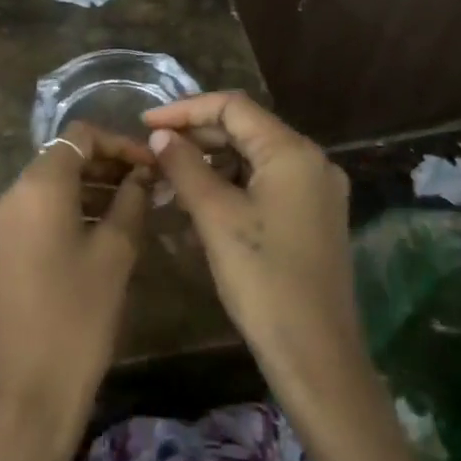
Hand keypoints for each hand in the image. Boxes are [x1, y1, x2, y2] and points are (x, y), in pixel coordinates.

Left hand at [0, 121, 152, 460]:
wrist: (28, 391)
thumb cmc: (79, 316)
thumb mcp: (115, 254)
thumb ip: (131, 202)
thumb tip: (143, 175)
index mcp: (36, 186)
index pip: (79, 137)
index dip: (119, 143)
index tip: (152, 166)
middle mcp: (9, 196)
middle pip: (61, 160)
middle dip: (106, 166)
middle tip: (149, 187)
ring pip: (49, 189)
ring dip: (90, 191)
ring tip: (134, 209)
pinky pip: (37, 215)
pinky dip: (70, 213)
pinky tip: (103, 233)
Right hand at [143, 93, 365, 390]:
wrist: (315, 353)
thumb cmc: (263, 279)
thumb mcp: (216, 218)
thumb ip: (185, 167)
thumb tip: (160, 135)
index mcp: (293, 152)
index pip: (233, 107)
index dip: (185, 109)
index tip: (144, 123)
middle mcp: (312, 162)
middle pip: (246, 129)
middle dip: (196, 135)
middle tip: (152, 151)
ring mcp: (316, 191)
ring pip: (254, 159)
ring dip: (210, 162)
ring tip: (168, 177)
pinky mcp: (312, 217)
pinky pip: (265, 185)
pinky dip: (230, 185)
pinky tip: (199, 202)